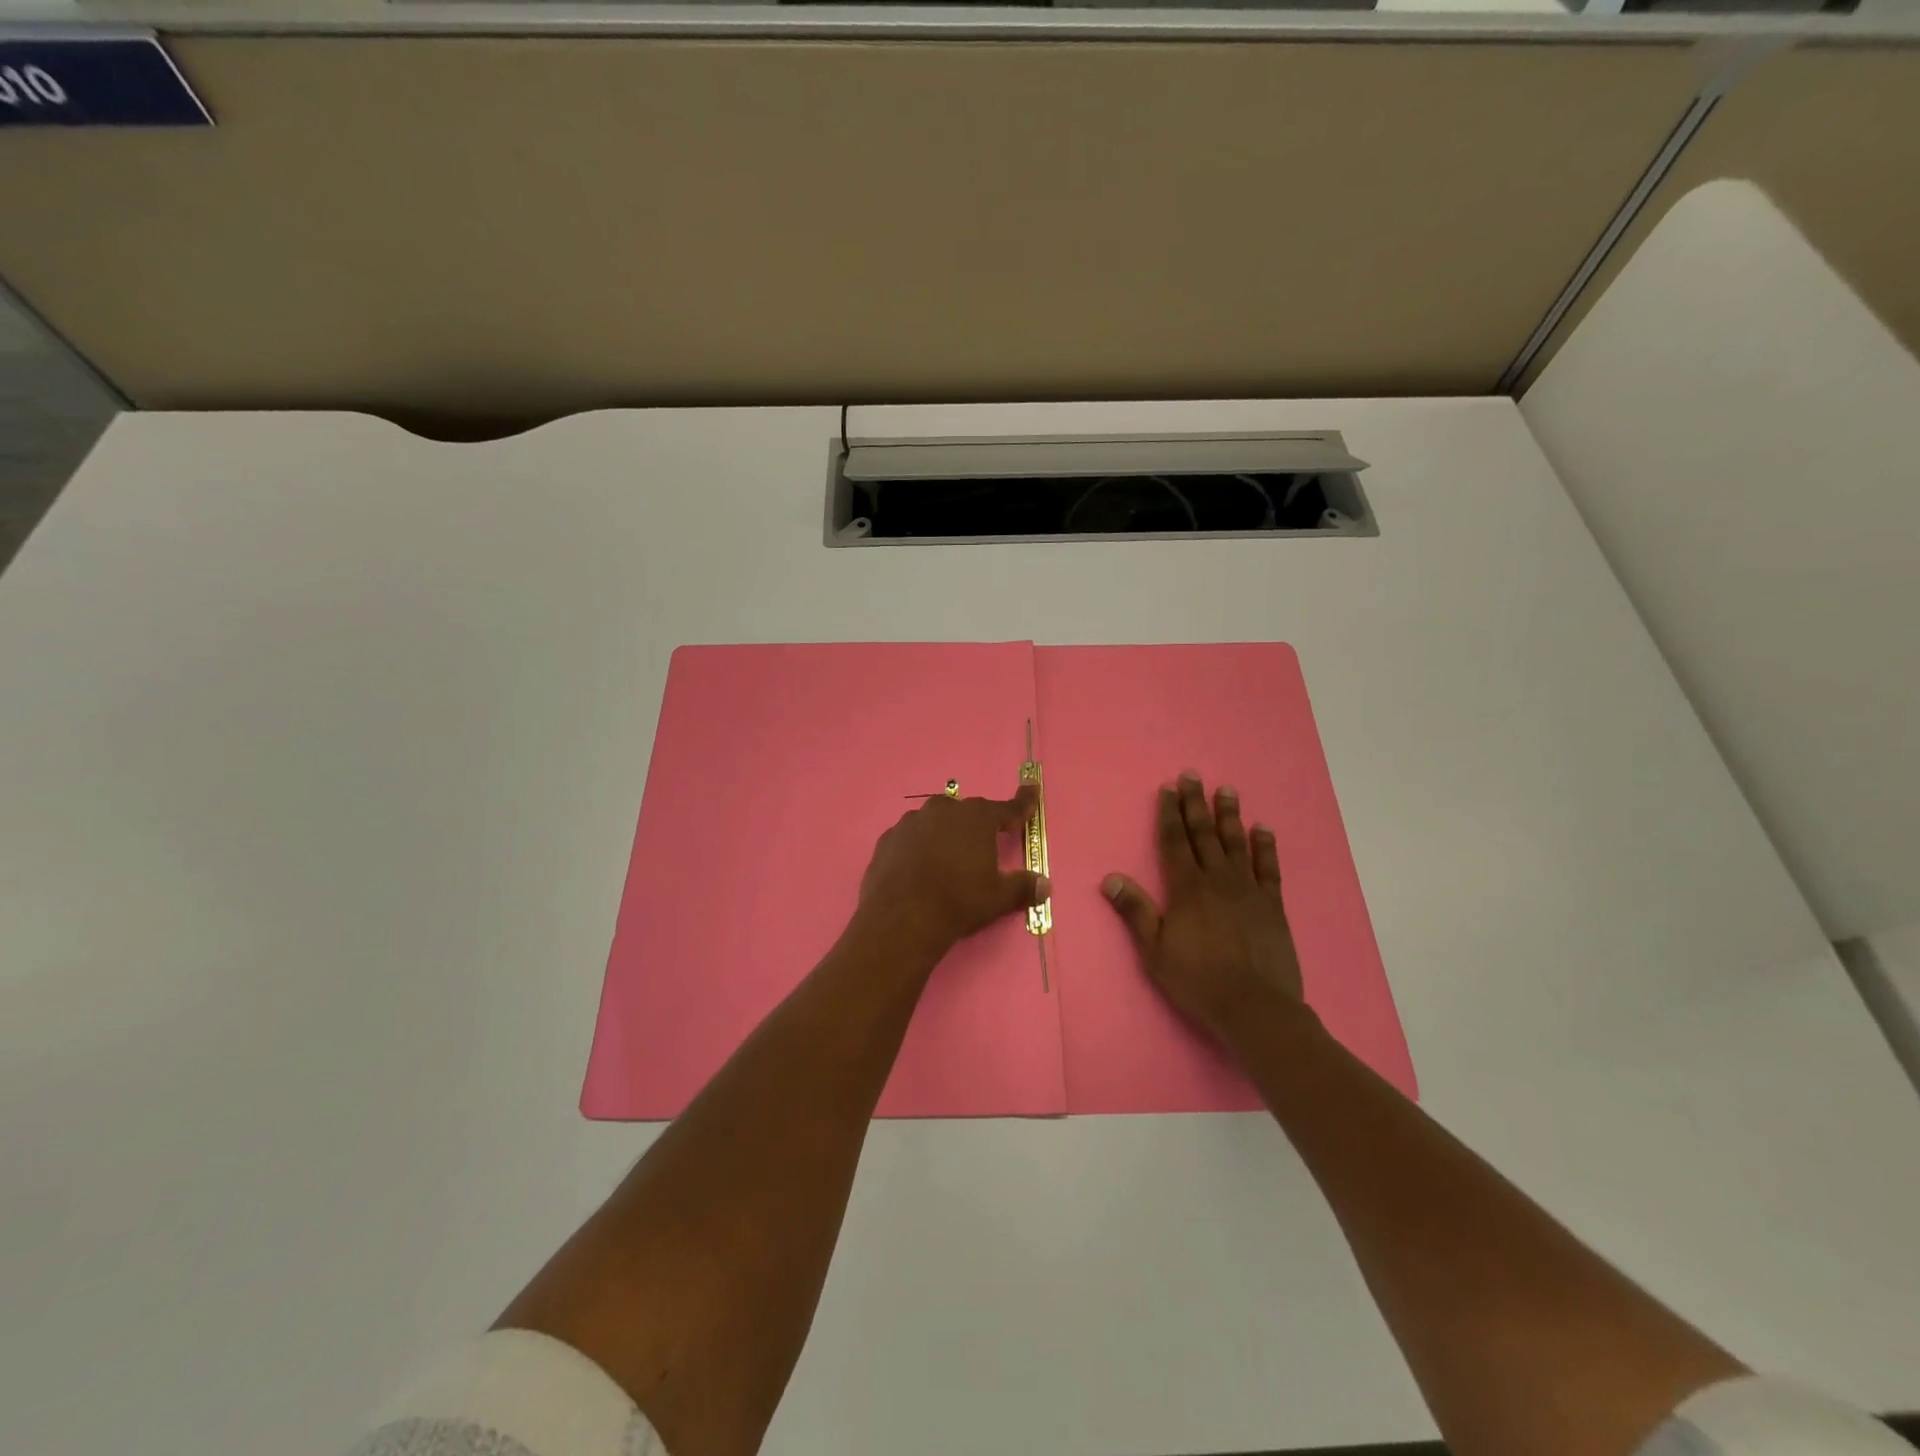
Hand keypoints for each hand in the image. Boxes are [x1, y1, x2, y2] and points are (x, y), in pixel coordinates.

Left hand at [858, 785, 1048, 954]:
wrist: (901, 919)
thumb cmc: (958, 902)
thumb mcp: (998, 898)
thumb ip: (1023, 887)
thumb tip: (1045, 886)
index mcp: (976, 818)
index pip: (1008, 808)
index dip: (1023, 803)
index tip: (1032, 790)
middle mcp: (943, 810)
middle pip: (967, 813)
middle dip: (976, 826)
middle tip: (981, 848)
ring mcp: (911, 822)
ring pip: (935, 822)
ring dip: (944, 835)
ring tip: (946, 863)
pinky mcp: (887, 839)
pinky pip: (910, 838)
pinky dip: (918, 848)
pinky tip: (918, 869)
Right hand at [1102, 773, 1305, 1043]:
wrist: (1254, 1007)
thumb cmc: (1197, 980)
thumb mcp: (1154, 950)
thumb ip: (1135, 911)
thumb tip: (1110, 878)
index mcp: (1186, 889)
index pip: (1175, 842)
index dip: (1170, 814)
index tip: (1169, 789)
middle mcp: (1217, 880)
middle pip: (1204, 834)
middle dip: (1196, 803)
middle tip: (1193, 775)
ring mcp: (1248, 890)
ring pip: (1236, 843)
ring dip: (1229, 815)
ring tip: (1227, 790)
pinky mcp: (1272, 906)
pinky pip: (1269, 868)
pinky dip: (1265, 847)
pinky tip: (1263, 829)